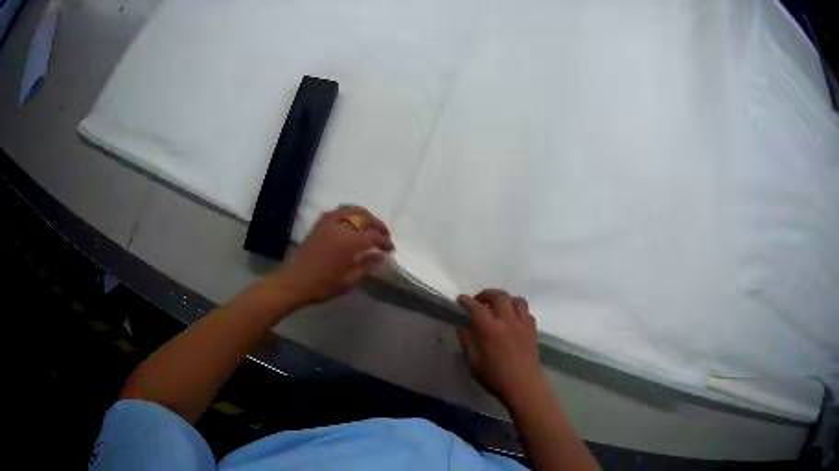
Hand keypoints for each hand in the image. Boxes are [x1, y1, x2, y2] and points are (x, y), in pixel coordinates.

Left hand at [271, 205, 393, 307]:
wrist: (294, 282)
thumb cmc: (323, 285)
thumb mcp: (349, 280)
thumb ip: (366, 265)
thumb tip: (381, 255)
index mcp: (350, 242)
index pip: (374, 236)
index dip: (385, 242)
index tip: (391, 249)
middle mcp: (341, 227)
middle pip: (365, 218)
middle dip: (378, 225)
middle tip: (384, 236)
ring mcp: (329, 222)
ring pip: (352, 209)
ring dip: (365, 215)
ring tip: (371, 226)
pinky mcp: (320, 223)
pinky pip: (338, 211)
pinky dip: (349, 212)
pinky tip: (352, 221)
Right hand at [457, 289, 544, 405]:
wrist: (524, 385)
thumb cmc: (495, 377)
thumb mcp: (474, 363)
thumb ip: (467, 343)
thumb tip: (461, 328)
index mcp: (490, 329)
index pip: (476, 308)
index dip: (467, 301)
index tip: (461, 299)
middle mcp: (507, 321)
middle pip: (499, 296)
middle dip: (487, 294)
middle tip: (479, 301)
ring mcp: (523, 324)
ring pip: (516, 300)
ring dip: (505, 299)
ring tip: (498, 307)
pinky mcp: (533, 330)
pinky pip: (526, 312)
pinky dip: (517, 310)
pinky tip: (512, 319)